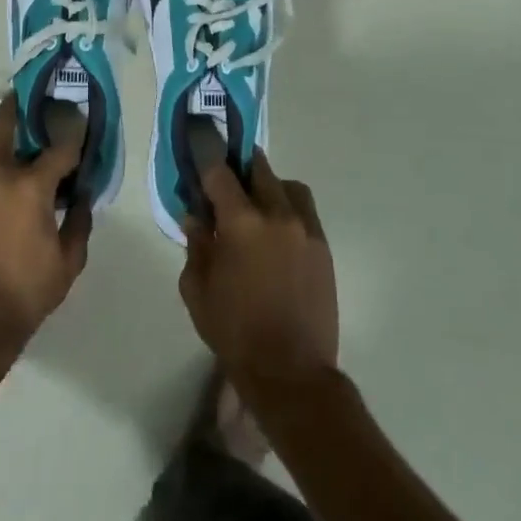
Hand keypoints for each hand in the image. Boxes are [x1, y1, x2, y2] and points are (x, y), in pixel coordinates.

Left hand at [0, 97, 92, 368]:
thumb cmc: (25, 294)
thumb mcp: (68, 262)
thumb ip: (80, 221)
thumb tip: (84, 195)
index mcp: (29, 188)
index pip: (58, 147)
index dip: (73, 131)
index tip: (81, 121)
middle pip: (0, 124)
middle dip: (15, 107)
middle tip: (28, 103)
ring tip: (14, 149)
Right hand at [178, 150, 338, 391]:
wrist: (291, 372)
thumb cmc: (234, 331)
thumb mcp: (197, 289)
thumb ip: (196, 245)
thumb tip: (196, 217)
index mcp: (242, 223)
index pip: (220, 172)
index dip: (207, 157)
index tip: (199, 148)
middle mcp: (277, 215)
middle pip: (258, 169)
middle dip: (239, 168)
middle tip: (226, 181)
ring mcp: (306, 229)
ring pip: (288, 185)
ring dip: (269, 186)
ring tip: (256, 206)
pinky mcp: (324, 247)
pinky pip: (305, 210)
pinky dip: (288, 208)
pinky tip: (276, 233)